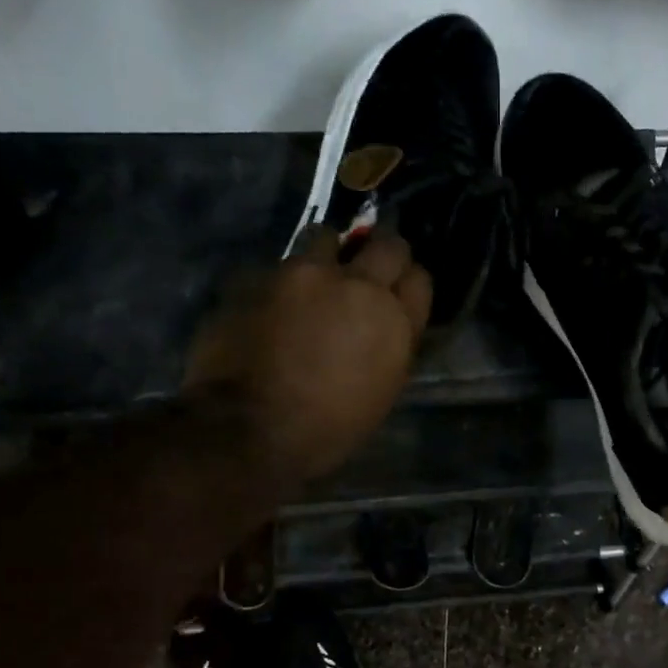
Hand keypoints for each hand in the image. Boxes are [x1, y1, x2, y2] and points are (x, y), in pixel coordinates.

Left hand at [185, 225, 431, 480]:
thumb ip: (391, 345)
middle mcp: (358, 285)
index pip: (419, 279)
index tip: (396, 293)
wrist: (249, 427)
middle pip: (387, 245)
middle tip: (365, 274)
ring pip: (328, 238)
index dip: (407, 285)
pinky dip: (287, 280)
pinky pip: (284, 264)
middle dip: (380, 255)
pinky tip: (276, 305)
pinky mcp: (263, 274)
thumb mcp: (380, 392)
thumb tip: (388, 323)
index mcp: (394, 322)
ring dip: (328, 255)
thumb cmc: (327, 428)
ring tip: (315, 281)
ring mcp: (307, 274)